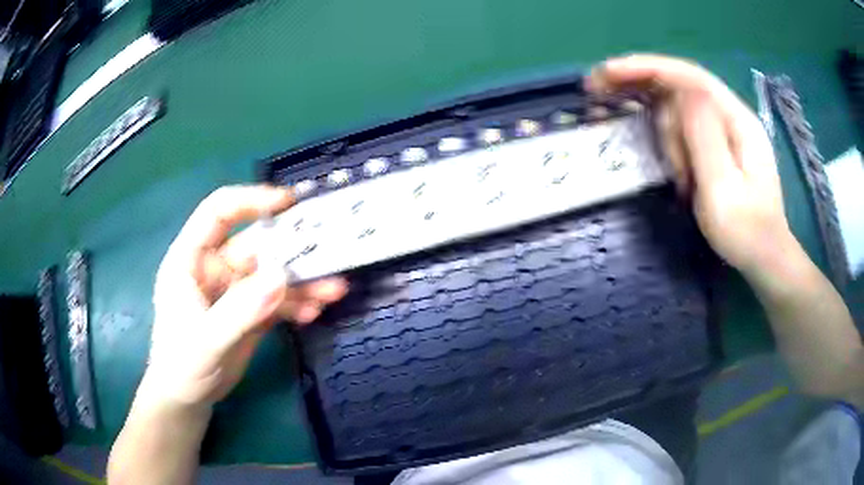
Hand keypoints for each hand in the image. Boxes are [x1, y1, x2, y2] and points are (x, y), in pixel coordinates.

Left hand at [144, 185, 347, 407]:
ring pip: (273, 275)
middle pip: (257, 245)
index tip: (288, 202)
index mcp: (192, 259)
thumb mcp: (206, 340)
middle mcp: (215, 267)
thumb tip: (281, 278)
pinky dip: (297, 304)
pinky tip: (314, 312)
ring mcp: (234, 290)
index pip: (219, 213)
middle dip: (292, 248)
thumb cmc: (182, 364)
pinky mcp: (250, 312)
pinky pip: (278, 301)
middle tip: (328, 249)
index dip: (251, 200)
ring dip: (303, 281)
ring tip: (334, 290)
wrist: (188, 397)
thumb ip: (240, 310)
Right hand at [588, 55, 795, 275]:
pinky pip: (686, 127)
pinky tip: (665, 153)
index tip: (608, 72)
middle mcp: (731, 115)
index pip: (688, 76)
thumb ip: (705, 136)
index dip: (647, 68)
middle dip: (645, 89)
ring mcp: (726, 130)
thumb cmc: (745, 232)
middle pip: (681, 86)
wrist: (764, 258)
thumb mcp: (724, 189)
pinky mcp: (718, 145)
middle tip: (602, 94)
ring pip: (681, 108)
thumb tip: (680, 91)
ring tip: (675, 177)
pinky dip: (668, 135)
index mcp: (737, 119)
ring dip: (664, 131)